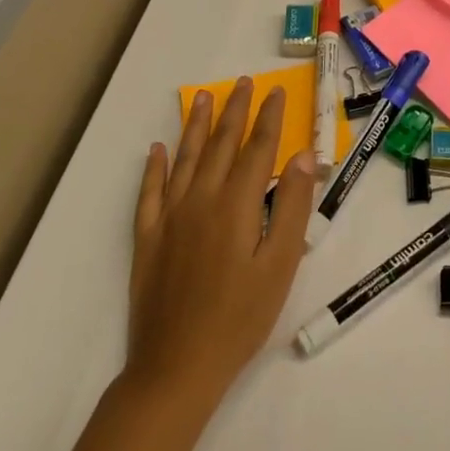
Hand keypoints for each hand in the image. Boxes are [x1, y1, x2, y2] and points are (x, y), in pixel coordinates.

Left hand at [125, 79, 314, 405]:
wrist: (176, 367)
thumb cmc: (240, 317)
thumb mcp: (280, 265)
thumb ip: (291, 206)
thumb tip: (302, 157)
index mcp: (236, 204)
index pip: (257, 148)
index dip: (269, 118)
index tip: (276, 92)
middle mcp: (200, 199)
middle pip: (220, 144)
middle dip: (234, 111)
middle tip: (242, 82)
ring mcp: (169, 217)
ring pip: (184, 159)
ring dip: (195, 125)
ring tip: (202, 97)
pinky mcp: (147, 238)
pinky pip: (149, 192)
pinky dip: (154, 167)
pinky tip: (157, 150)